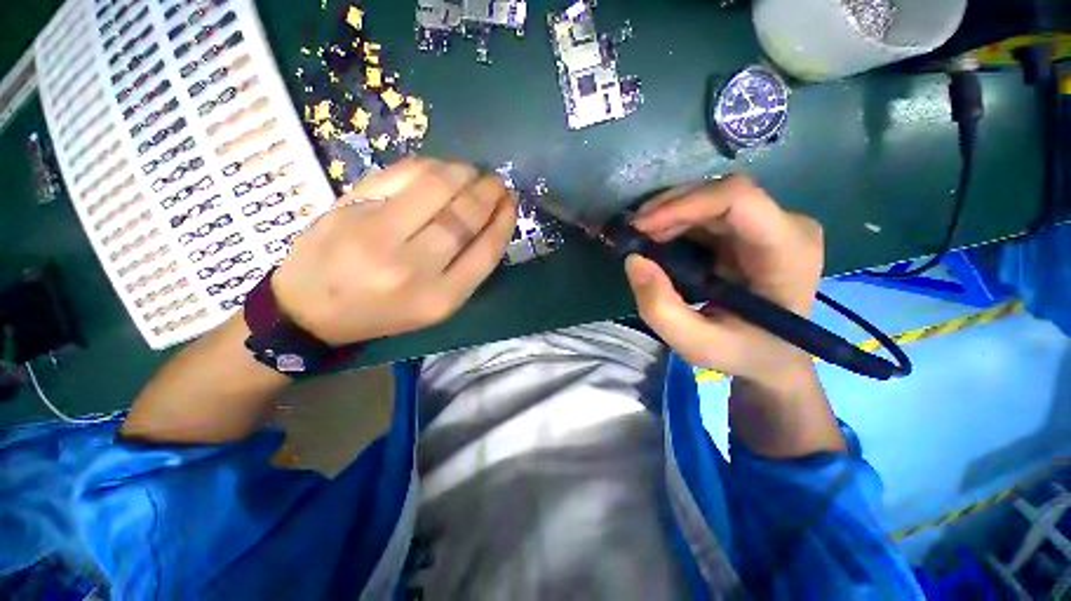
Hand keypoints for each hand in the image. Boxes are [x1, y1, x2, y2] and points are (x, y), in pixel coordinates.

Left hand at [271, 158, 517, 345]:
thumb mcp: (434, 306)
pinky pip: (402, 173)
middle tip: (496, 182)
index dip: (504, 221)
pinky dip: (430, 166)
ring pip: (437, 185)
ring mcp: (377, 233)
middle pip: (464, 215)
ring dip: (463, 172)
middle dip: (489, 191)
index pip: (486, 251)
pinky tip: (439, 169)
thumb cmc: (382, 313)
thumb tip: (490, 221)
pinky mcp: (350, 206)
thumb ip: (466, 269)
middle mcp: (413, 267)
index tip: (511, 204)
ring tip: (471, 173)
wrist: (309, 310)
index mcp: (439, 298)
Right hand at [624, 175, 824, 386]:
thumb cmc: (743, 353)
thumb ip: (660, 308)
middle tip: (632, 234)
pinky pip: (708, 212)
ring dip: (668, 214)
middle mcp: (786, 226)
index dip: (683, 204)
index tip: (641, 227)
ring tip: (640, 238)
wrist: (772, 357)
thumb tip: (633, 260)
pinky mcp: (752, 229)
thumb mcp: (696, 344)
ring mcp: (771, 224)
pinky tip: (657, 239)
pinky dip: (675, 221)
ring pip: (711, 198)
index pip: (738, 199)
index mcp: (787, 251)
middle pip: (720, 193)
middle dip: (668, 209)